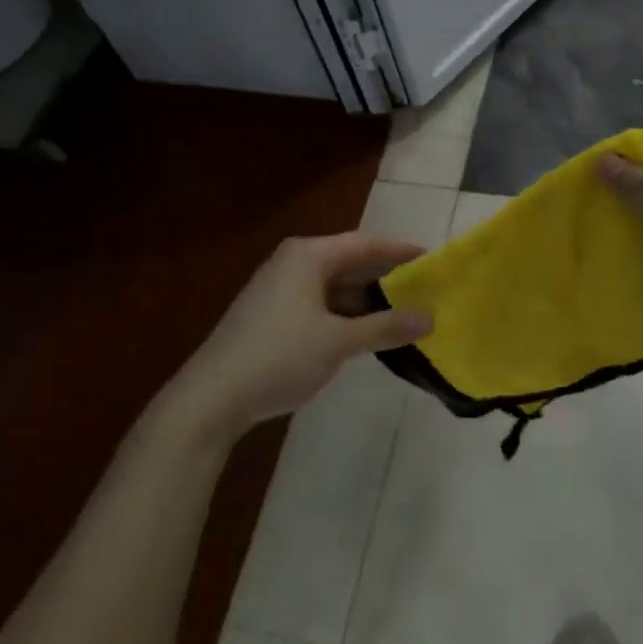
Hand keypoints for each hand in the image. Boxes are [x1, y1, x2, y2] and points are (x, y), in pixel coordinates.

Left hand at [171, 233, 432, 441]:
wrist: (209, 399)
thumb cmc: (278, 357)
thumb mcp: (338, 342)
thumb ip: (385, 327)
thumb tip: (430, 318)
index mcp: (309, 256)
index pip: (366, 243)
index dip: (401, 251)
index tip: (433, 260)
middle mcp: (294, 262)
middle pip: (350, 261)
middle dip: (385, 276)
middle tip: (423, 289)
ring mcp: (279, 288)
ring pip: (335, 284)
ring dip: (366, 299)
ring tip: (402, 313)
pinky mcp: (271, 313)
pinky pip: (320, 302)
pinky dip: (344, 313)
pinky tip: (364, 332)